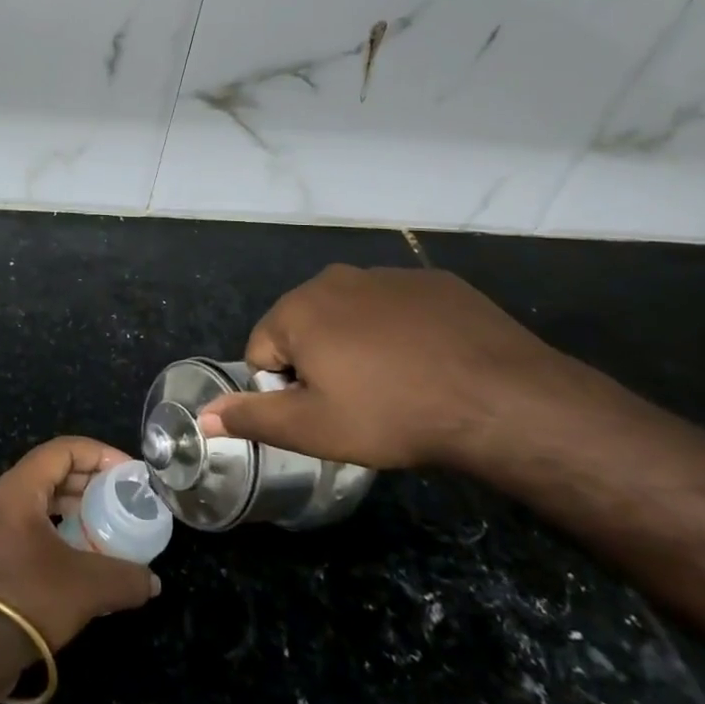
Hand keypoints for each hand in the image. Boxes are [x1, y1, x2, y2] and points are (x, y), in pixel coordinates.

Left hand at [0, 437, 160, 654]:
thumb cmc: (30, 599)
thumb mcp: (88, 586)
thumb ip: (126, 578)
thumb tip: (152, 582)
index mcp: (18, 489)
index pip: (62, 450)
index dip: (99, 454)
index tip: (128, 472)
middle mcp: (2, 497)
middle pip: (51, 469)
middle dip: (90, 478)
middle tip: (123, 495)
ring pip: (41, 496)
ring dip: (75, 503)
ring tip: (108, 519)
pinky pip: (32, 521)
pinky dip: (60, 524)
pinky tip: (83, 548)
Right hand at [197, 265, 570, 470]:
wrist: (501, 398)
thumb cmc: (392, 414)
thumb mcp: (313, 429)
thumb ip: (251, 418)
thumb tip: (203, 416)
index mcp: (297, 309)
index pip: (262, 350)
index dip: (284, 388)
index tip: (323, 412)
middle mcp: (334, 279)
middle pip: (304, 326)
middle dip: (318, 361)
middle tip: (357, 402)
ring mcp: (386, 274)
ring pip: (350, 315)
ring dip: (358, 345)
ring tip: (396, 385)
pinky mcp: (432, 280)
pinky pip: (395, 307)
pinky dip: (399, 332)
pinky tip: (429, 362)